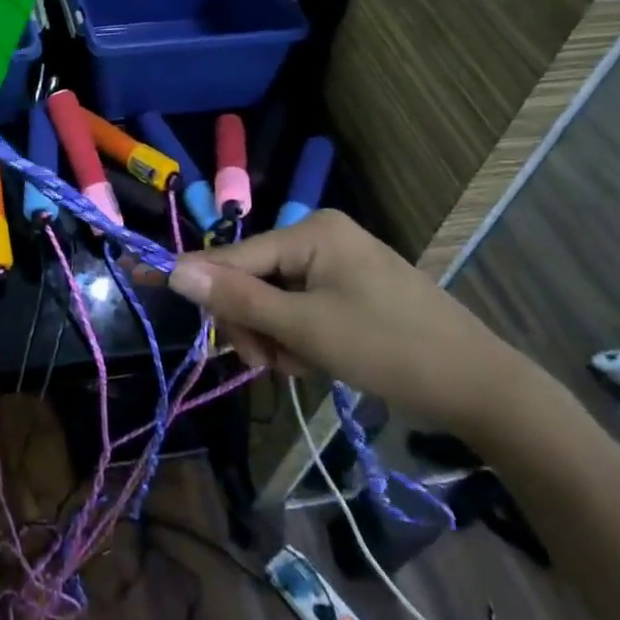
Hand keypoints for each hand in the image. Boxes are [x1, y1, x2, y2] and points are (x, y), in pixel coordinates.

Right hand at [161, 210, 536, 433]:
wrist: (480, 387)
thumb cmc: (390, 350)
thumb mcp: (305, 329)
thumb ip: (238, 299)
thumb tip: (176, 270)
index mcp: (312, 232)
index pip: (233, 256)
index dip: (192, 277)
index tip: (138, 280)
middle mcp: (321, 235)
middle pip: (253, 278)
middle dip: (253, 324)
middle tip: (268, 364)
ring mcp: (338, 260)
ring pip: (274, 298)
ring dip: (276, 336)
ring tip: (303, 366)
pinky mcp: (350, 286)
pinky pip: (300, 305)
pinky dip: (298, 336)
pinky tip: (318, 360)